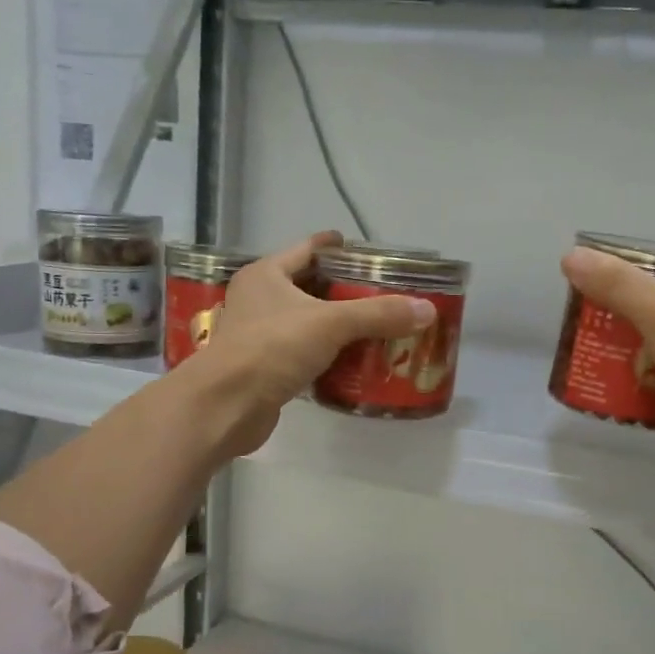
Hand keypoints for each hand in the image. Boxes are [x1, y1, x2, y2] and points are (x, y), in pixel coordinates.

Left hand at [192, 231, 433, 455]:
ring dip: (336, 326)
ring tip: (375, 327)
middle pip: (309, 286)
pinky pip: (302, 353)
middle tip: (381, 294)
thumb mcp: (331, 324)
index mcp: (267, 274)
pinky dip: (326, 355)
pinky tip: (352, 362)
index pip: (308, 249)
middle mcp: (258, 299)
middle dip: (343, 291)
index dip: (337, 248)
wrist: (227, 405)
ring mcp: (258, 335)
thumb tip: (427, 310)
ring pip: (306, 322)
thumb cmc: (273, 348)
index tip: (366, 252)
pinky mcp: (263, 368)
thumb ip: (379, 315)